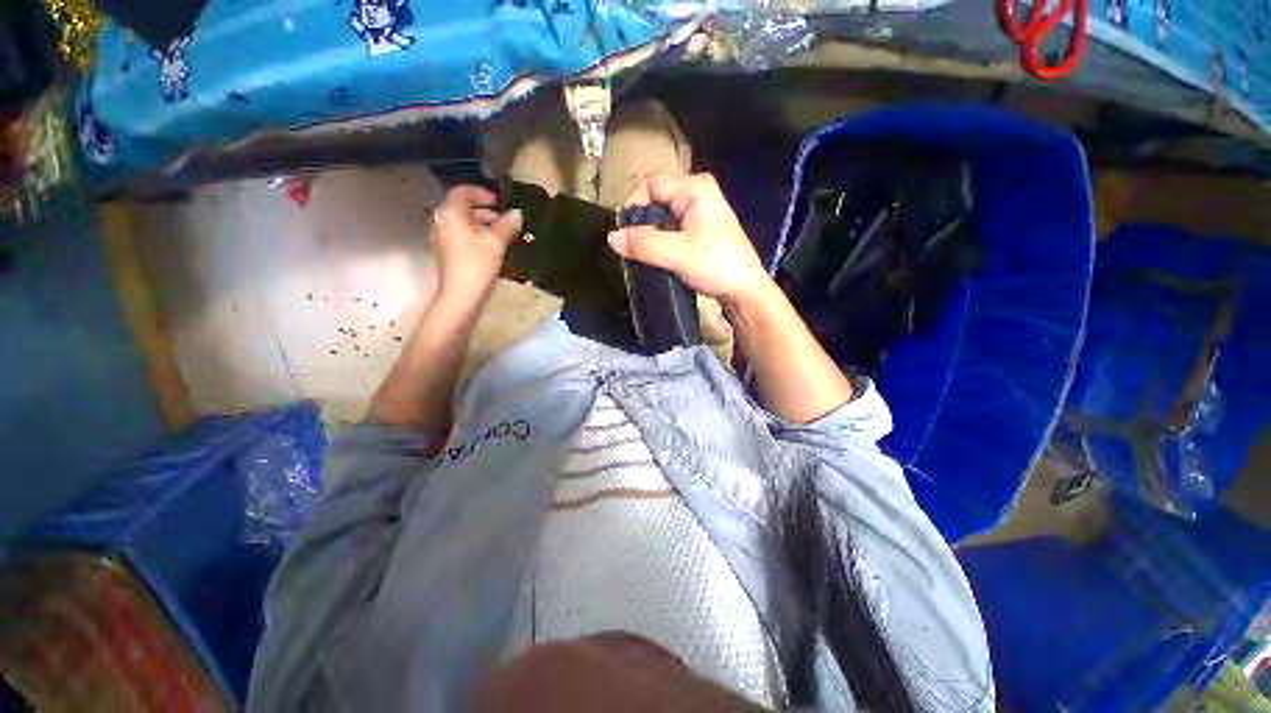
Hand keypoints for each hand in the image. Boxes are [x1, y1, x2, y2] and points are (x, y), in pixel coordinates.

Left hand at [430, 185, 522, 305]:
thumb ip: (506, 226)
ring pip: (459, 222)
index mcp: (451, 214)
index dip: (480, 193)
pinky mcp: (444, 253)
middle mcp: (441, 222)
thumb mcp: (496, 243)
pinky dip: (473, 234)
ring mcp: (440, 238)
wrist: (460, 296)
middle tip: (501, 218)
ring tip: (498, 233)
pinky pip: (458, 235)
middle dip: (481, 209)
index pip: (462, 192)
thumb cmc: (477, 265)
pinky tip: (488, 247)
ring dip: (478, 223)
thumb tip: (517, 213)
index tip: (498, 202)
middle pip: (459, 207)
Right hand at [607, 173, 772, 308]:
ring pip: (659, 217)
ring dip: (647, 235)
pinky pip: (668, 230)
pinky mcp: (696, 230)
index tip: (623, 233)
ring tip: (641, 255)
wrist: (744, 290)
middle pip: (653, 200)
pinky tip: (654, 257)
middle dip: (639, 223)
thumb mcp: (678, 254)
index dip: (632, 206)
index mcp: (694, 187)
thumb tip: (611, 237)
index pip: (649, 185)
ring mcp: (697, 212)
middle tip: (630, 247)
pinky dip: (657, 242)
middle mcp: (695, 193)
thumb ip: (644, 244)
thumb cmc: (717, 265)